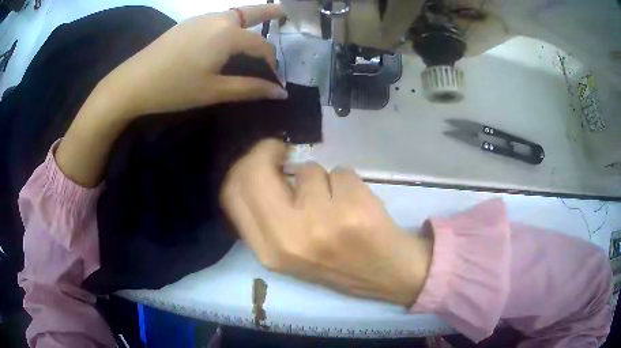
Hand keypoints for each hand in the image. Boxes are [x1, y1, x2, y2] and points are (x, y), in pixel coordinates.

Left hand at [56, 5, 285, 186]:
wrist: (133, 82)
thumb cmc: (175, 89)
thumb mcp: (214, 91)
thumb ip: (250, 88)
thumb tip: (280, 92)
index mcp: (228, 34)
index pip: (261, 46)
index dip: (272, 64)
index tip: (276, 80)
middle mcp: (218, 19)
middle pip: (250, 13)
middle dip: (269, 13)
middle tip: (283, 13)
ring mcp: (200, 18)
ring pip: (232, 14)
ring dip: (248, 19)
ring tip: (258, 25)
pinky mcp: (187, 23)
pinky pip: (216, 19)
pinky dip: (229, 23)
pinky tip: (225, 36)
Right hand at [221, 140, 432, 306]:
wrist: (387, 274)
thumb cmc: (338, 262)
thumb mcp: (290, 252)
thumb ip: (267, 216)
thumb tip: (261, 169)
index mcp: (269, 251)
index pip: (232, 194)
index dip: (243, 167)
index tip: (262, 160)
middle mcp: (288, 238)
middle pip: (255, 171)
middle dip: (267, 152)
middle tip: (283, 152)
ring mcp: (321, 223)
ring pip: (308, 170)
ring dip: (322, 179)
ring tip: (337, 204)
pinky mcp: (353, 209)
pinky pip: (340, 171)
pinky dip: (347, 181)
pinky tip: (356, 205)